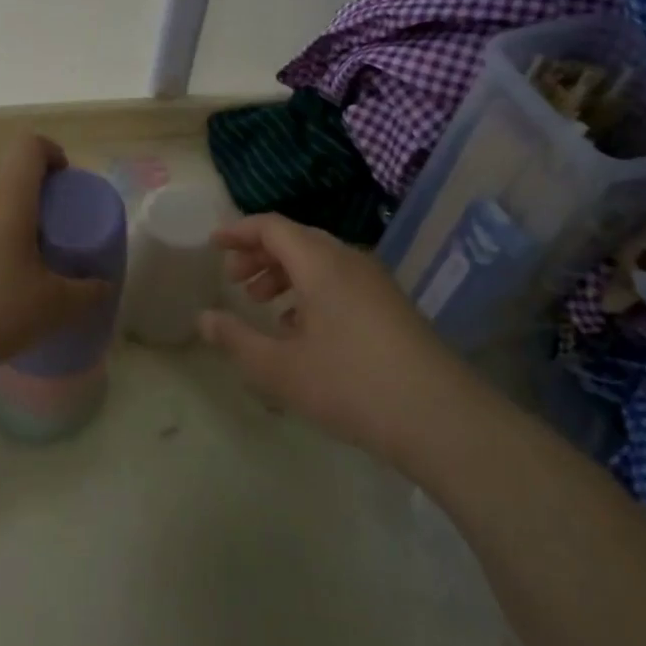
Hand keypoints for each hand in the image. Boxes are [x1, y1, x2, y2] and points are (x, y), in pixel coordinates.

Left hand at [0, 134, 109, 390]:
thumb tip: (102, 285)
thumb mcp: (53, 308)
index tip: (64, 180)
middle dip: (27, 184)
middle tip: (44, 222)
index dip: (51, 152)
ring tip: (8, 251)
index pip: (29, 145)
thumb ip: (87, 292)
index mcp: (6, 195)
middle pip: (2, 167)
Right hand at [199, 214, 455, 461]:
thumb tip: (204, 319)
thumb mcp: (280, 369)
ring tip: (262, 304)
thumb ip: (236, 340)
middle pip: (296, 240)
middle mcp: (349, 261)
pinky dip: (311, 290)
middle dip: (259, 255)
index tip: (213, 244)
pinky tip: (301, 329)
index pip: (272, 227)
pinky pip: (340, 281)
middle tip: (234, 281)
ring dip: (285, 274)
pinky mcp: (391, 307)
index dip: (239, 231)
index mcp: (320, 263)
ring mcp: (375, 283)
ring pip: (320, 261)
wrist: (442, 419)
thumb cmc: (351, 385)